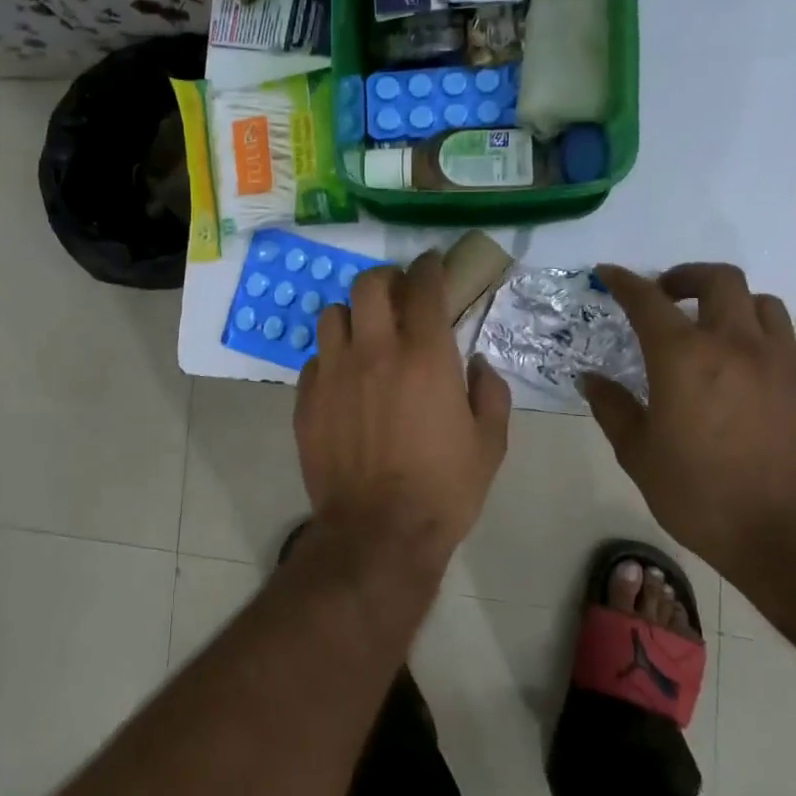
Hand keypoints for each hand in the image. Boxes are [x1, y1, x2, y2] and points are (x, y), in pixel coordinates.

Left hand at [295, 251, 511, 569]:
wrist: (379, 532)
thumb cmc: (443, 488)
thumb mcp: (490, 442)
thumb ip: (489, 391)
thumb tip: (477, 363)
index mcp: (425, 355)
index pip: (423, 287)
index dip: (429, 266)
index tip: (432, 263)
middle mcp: (375, 351)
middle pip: (369, 285)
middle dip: (386, 280)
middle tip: (398, 295)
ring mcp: (333, 372)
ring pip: (332, 313)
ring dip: (353, 314)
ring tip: (365, 333)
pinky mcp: (306, 397)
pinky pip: (315, 358)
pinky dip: (332, 357)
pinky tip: (344, 378)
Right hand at [581, 263, 795, 580]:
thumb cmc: (703, 496)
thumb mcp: (640, 455)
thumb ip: (613, 409)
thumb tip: (592, 380)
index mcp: (684, 358)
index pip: (647, 300)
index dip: (625, 282)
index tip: (610, 274)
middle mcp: (736, 345)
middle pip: (719, 280)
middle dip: (687, 277)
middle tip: (668, 295)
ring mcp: (783, 361)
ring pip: (761, 303)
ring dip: (730, 305)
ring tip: (715, 330)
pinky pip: (787, 340)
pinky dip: (762, 339)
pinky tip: (750, 370)